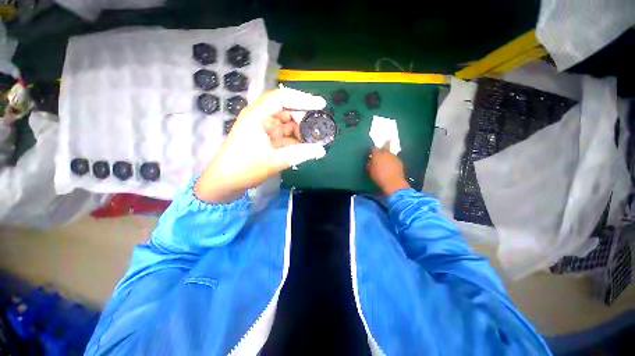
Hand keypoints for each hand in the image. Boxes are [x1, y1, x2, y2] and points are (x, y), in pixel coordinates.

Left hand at [195, 88, 326, 202]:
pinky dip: (293, 139)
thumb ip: (300, 154)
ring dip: (299, 130)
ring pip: (285, 123)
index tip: (321, 104)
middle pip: (285, 110)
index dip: (303, 99)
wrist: (224, 183)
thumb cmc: (245, 169)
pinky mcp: (263, 139)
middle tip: (318, 128)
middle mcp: (259, 117)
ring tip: (313, 138)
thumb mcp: (275, 161)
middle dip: (303, 118)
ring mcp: (261, 128)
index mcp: (258, 116)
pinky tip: (303, 146)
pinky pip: (282, 134)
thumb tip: (322, 150)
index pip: (283, 98)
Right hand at [367, 142, 409, 195]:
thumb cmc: (378, 176)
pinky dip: (393, 161)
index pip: (374, 149)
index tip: (372, 152)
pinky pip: (395, 159)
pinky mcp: (400, 161)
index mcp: (377, 155)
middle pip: (386, 145)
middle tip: (388, 140)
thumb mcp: (370, 170)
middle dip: (386, 143)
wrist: (393, 182)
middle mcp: (386, 153)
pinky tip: (392, 166)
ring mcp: (394, 157)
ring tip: (387, 160)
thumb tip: (371, 161)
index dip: (373, 150)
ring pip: (391, 153)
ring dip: (389, 155)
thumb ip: (370, 164)